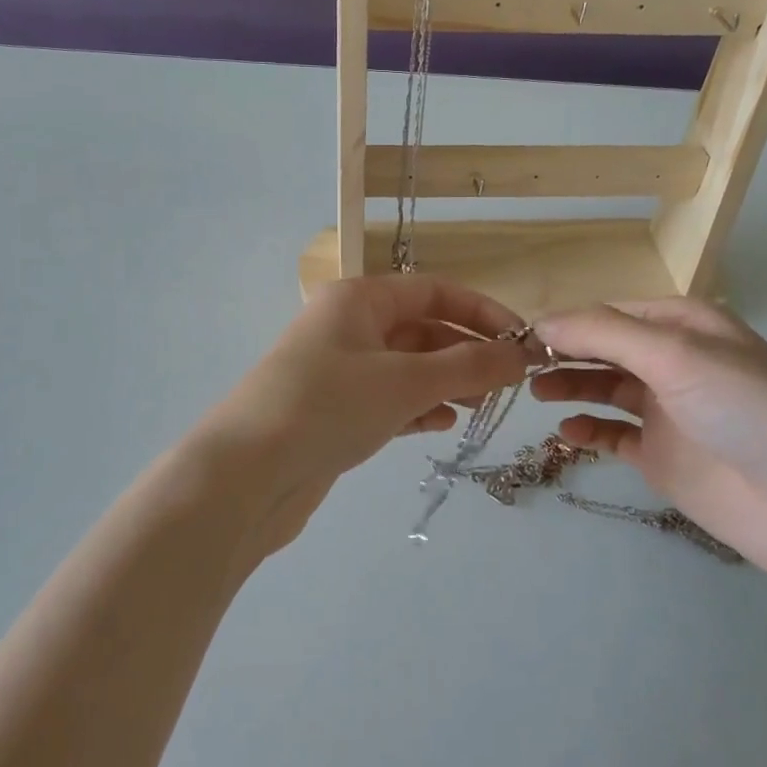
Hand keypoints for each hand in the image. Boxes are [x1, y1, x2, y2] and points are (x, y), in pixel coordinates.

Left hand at [200, 276, 531, 553]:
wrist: (245, 476)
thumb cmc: (328, 408)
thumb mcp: (404, 382)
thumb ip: (467, 367)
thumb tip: (521, 355)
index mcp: (358, 299)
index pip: (433, 291)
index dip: (481, 312)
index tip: (521, 341)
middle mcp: (346, 326)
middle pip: (421, 329)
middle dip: (465, 353)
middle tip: (505, 386)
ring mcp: (337, 370)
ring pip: (406, 367)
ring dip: (445, 382)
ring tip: (479, 407)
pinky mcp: (333, 411)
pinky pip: (387, 399)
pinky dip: (417, 408)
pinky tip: (439, 426)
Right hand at [533, 298, 766, 596]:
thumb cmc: (747, 409)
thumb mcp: (677, 354)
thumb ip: (605, 334)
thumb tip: (540, 323)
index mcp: (684, 325)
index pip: (610, 313)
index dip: (567, 322)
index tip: (520, 337)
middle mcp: (673, 361)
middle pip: (604, 348)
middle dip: (564, 352)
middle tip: (519, 366)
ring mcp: (666, 410)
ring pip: (603, 388)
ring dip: (569, 385)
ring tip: (535, 393)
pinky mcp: (661, 456)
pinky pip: (612, 434)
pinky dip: (586, 429)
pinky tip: (564, 431)